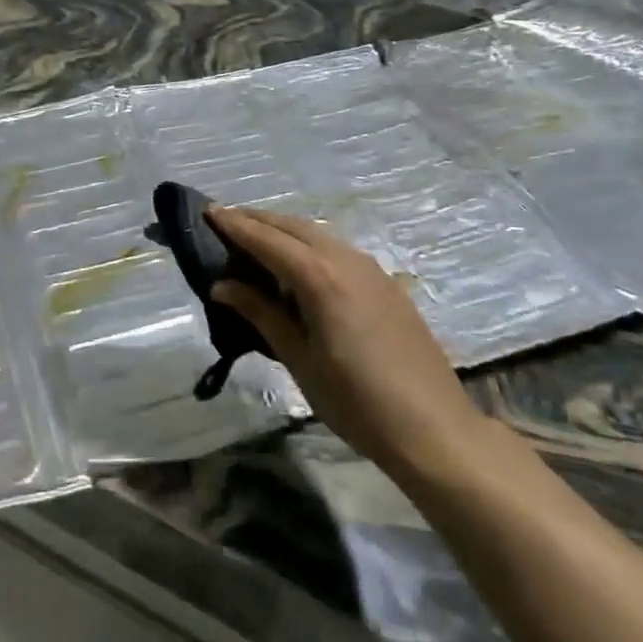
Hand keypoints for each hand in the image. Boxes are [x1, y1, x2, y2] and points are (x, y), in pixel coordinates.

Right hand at [207, 207, 491, 483]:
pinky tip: (299, 262)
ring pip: (317, 233)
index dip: (234, 224)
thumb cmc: (356, 401)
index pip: (265, 239)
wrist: (435, 430)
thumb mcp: (299, 359)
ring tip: (256, 236)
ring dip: (283, 229)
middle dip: (256, 219)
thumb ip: (260, 314)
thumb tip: (222, 285)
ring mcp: (370, 268)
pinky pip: (336, 248)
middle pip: (291, 226)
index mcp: (319, 276)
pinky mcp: (385, 282)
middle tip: (224, 219)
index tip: (207, 211)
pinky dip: (308, 243)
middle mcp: (344, 259)